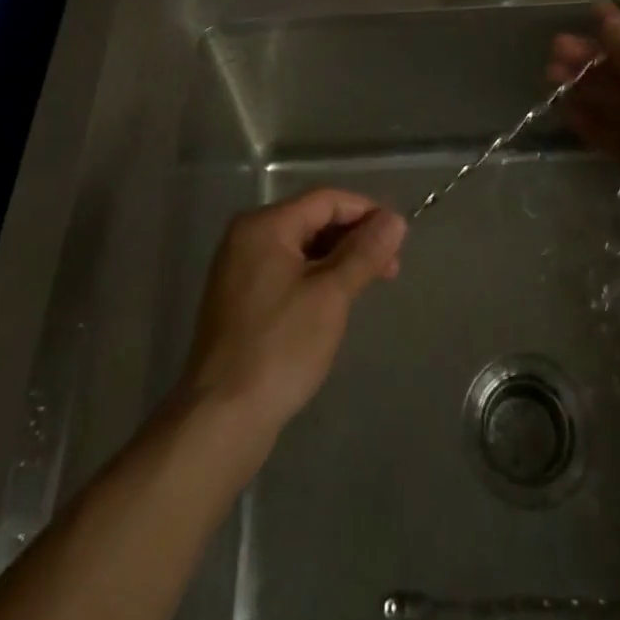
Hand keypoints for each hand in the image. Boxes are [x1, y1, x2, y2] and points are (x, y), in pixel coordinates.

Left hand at [177, 189, 406, 442]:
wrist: (220, 419)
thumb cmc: (279, 348)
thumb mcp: (330, 296)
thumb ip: (364, 253)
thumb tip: (395, 219)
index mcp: (264, 225)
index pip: (325, 200)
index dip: (366, 212)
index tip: (399, 238)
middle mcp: (247, 237)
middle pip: (312, 220)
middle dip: (354, 238)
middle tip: (390, 268)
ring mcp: (239, 269)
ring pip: (301, 247)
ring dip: (337, 259)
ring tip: (369, 285)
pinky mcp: (240, 299)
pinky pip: (287, 271)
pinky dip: (315, 277)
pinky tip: (336, 301)